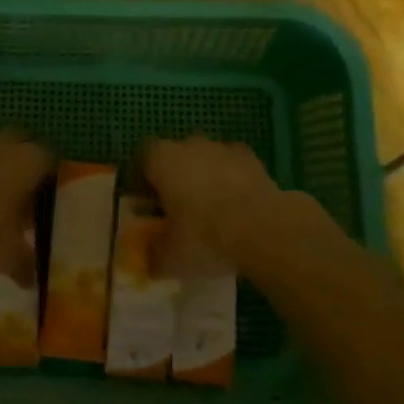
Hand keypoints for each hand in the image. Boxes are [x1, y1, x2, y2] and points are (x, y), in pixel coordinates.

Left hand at [0, 134, 51, 277]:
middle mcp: (1, 146)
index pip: (47, 156)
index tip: (44, 191)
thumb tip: (31, 280)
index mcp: (26, 164)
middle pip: (19, 142)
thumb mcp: (9, 257)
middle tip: (19, 188)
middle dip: (21, 159)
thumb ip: (25, 264)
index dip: (47, 172)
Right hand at [140, 136, 282, 273]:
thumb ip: (154, 255)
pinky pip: (234, 165)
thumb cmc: (203, 236)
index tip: (149, 203)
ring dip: (205, 176)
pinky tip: (238, 205)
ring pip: (206, 158)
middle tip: (180, 209)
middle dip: (176, 176)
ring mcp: (222, 148)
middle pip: (176, 155)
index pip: (143, 157)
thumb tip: (150, 258)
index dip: (143, 178)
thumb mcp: (170, 258)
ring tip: (213, 210)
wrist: (260, 228)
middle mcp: (189, 145)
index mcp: (162, 160)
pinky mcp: (251, 158)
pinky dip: (233, 179)